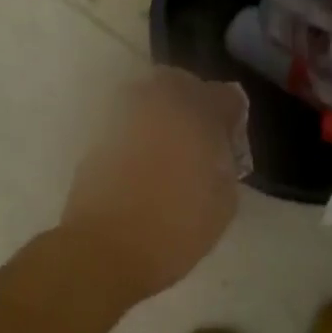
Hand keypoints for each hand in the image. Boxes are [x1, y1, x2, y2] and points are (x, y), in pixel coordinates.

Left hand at [58, 67, 245, 302]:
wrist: (105, 248)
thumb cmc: (176, 227)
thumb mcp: (224, 199)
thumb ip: (227, 158)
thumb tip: (220, 142)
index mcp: (197, 111)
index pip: (226, 96)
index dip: (232, 118)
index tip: (230, 141)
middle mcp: (159, 100)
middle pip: (184, 84)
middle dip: (196, 103)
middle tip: (199, 137)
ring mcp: (125, 112)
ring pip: (151, 96)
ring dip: (164, 113)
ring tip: (169, 148)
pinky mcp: (99, 131)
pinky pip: (129, 119)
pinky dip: (139, 131)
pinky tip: (143, 160)